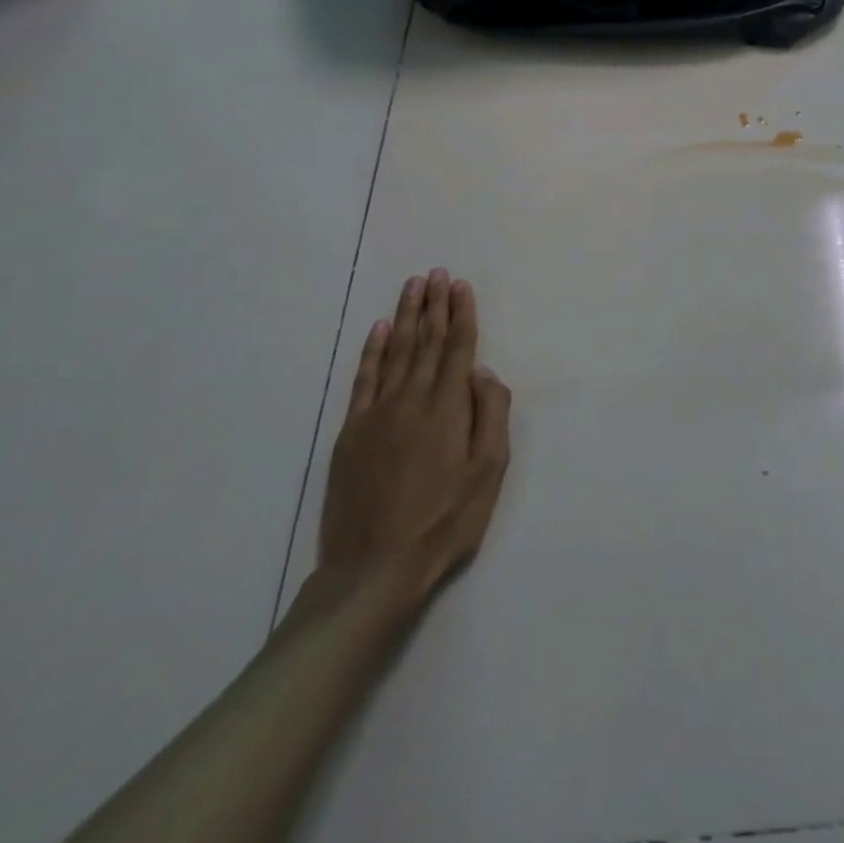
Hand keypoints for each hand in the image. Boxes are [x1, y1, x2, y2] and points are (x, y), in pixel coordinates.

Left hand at [316, 269, 511, 616]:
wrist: (374, 569)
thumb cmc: (445, 521)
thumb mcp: (489, 472)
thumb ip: (491, 414)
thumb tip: (482, 371)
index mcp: (448, 407)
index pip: (458, 347)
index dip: (461, 313)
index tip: (460, 285)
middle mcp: (412, 399)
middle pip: (426, 341)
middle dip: (434, 304)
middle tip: (437, 273)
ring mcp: (377, 413)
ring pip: (396, 351)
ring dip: (406, 315)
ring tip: (413, 286)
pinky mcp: (352, 432)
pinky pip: (364, 378)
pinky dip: (373, 350)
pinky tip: (379, 329)